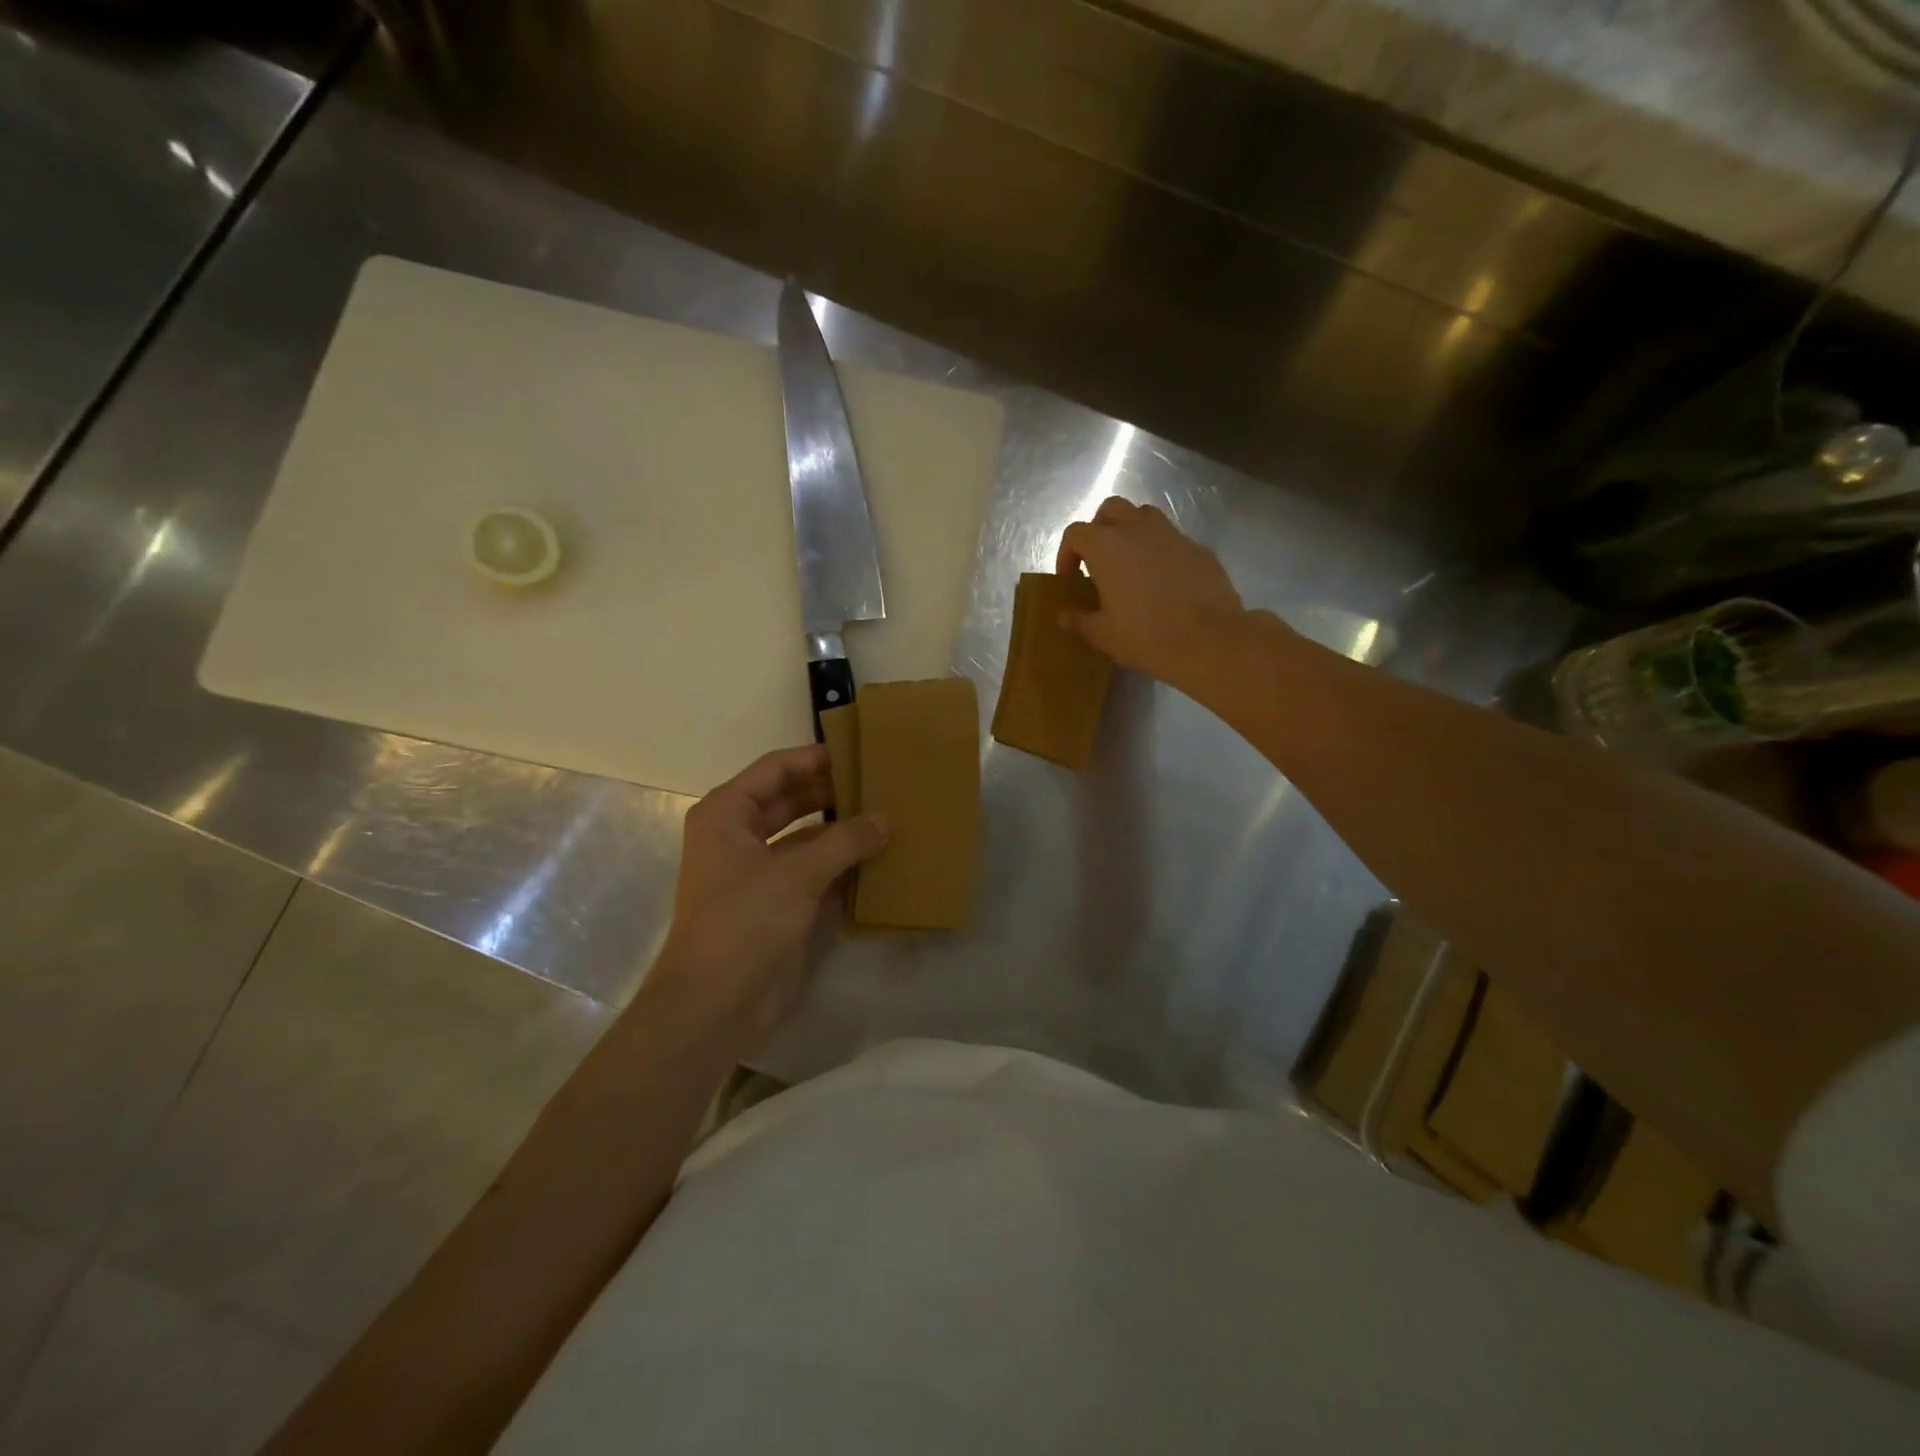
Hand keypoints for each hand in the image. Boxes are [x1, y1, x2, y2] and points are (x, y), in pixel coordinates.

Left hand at [649, 746, 886, 1054]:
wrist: (715, 1003)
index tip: (859, 751)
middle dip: (832, 792)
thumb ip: (845, 841)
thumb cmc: (744, 922)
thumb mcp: (797, 874)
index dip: (815, 758)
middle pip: (791, 799)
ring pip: (805, 835)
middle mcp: (740, 835)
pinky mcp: (776, 902)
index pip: (776, 769)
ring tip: (886, 814)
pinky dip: (840, 862)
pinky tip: (877, 856)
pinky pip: (813, 869)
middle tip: (880, 783)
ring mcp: (758, 871)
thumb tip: (884, 820)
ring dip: (840, 828)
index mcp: (728, 814)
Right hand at [1056, 497, 1248, 690]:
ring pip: (1144, 516)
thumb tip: (1063, 615)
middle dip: (1099, 529)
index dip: (1066, 554)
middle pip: (1110, 509)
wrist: (1210, 640)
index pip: (1076, 533)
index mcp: (1107, 546)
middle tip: (1098, 562)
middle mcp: (1138, 529)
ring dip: (1131, 532)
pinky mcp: (1199, 548)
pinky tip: (1164, 582)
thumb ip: (1079, 620)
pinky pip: (1172, 540)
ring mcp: (1172, 535)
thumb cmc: (1146, 636)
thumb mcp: (1103, 635)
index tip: (1070, 580)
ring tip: (1130, 565)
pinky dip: (1161, 551)